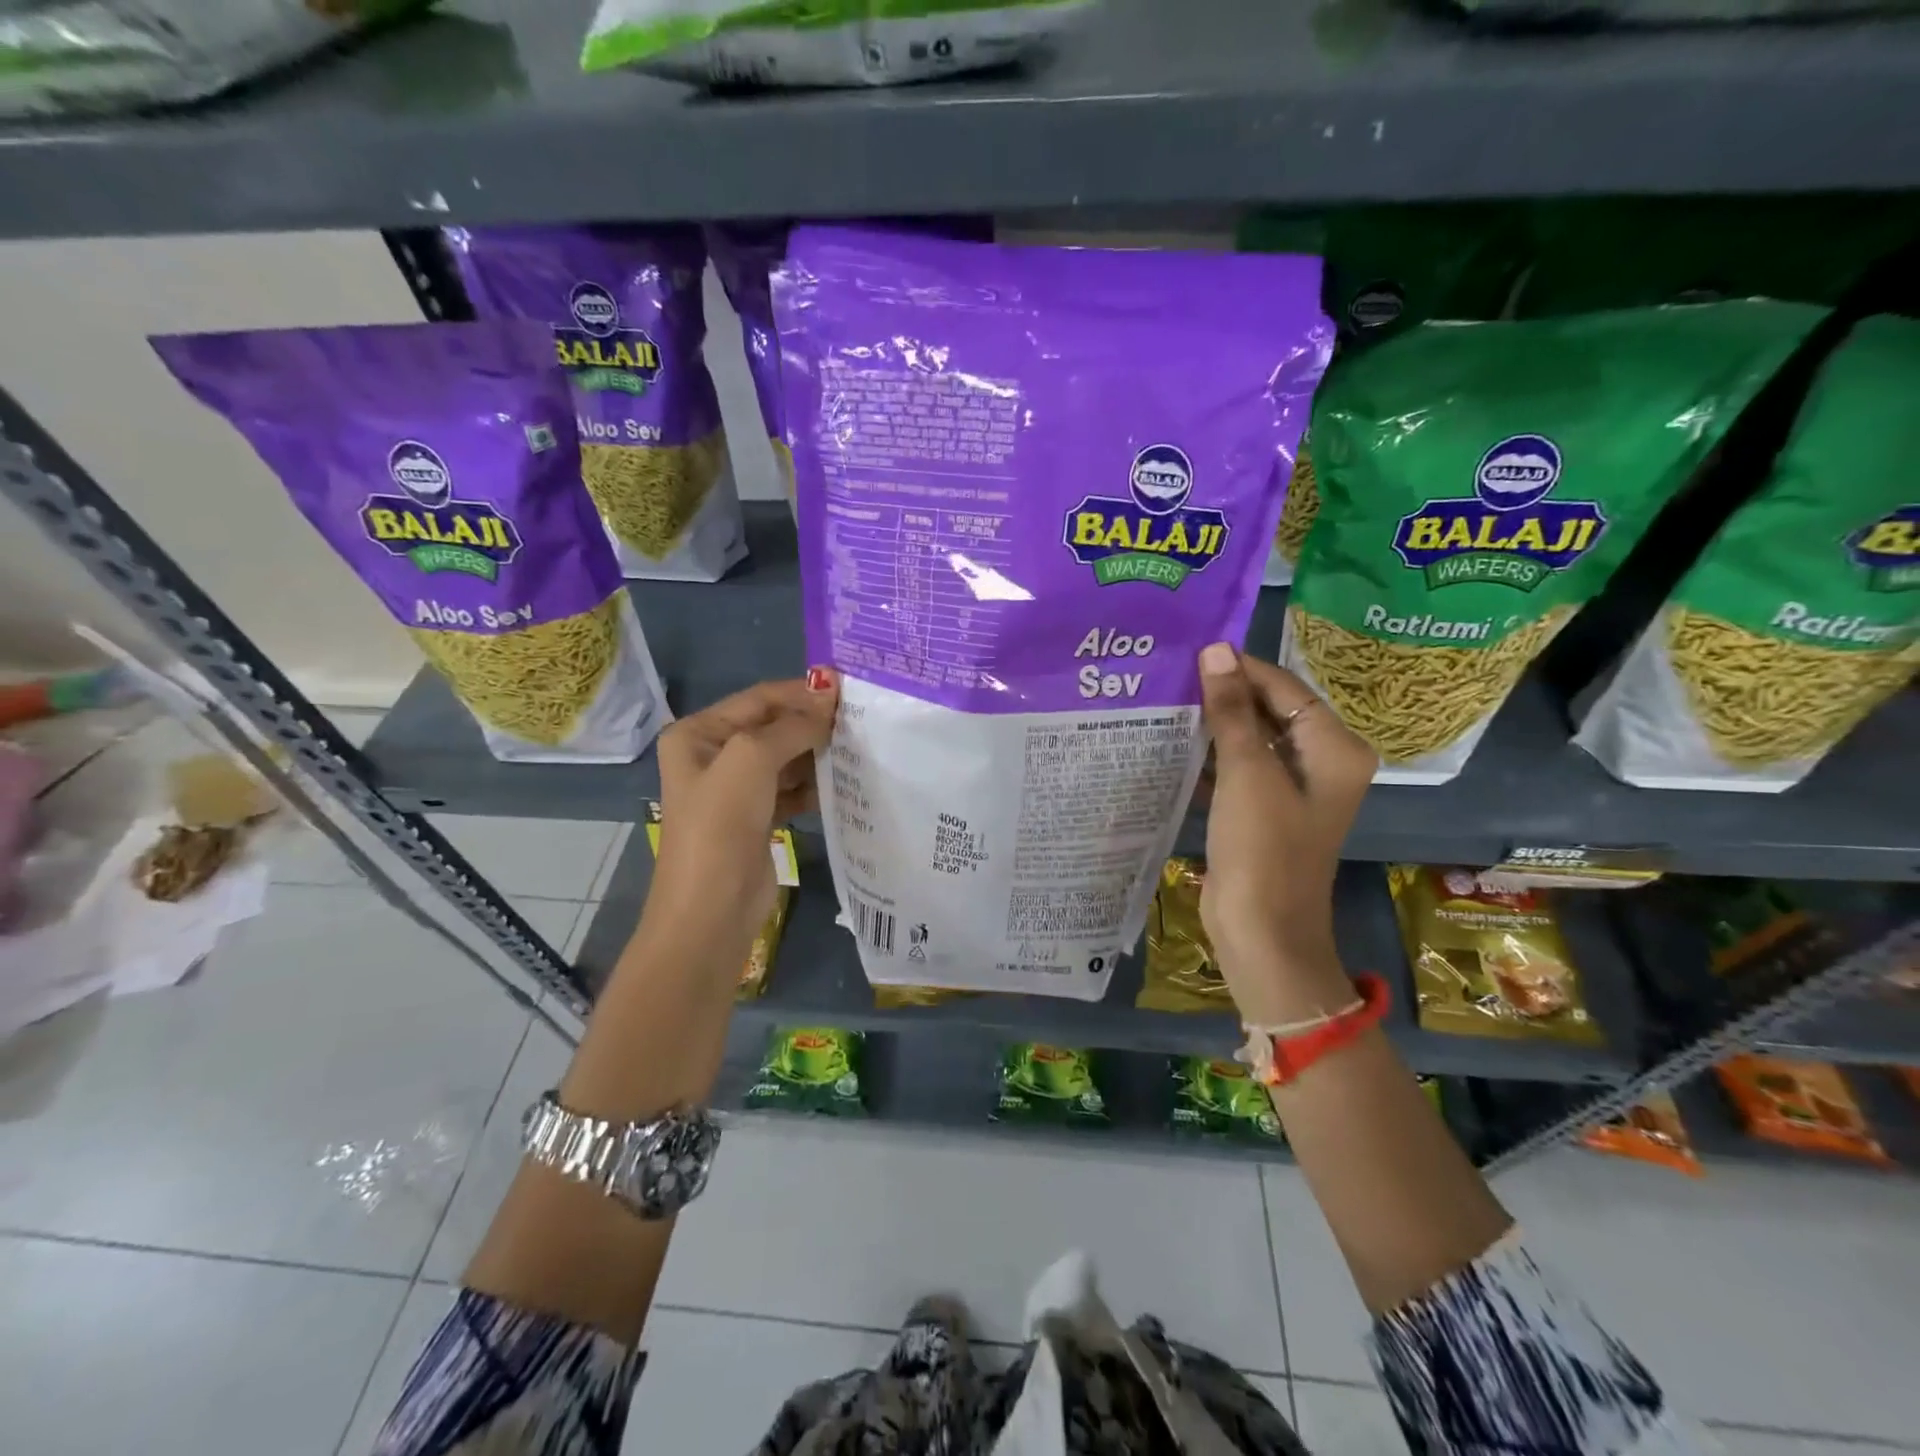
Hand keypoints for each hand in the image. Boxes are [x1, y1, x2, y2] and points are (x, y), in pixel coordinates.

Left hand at [646, 672, 838, 942]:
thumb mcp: (752, 760)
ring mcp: (736, 789)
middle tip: (861, 718)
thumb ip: (792, 725)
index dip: (801, 691)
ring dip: (817, 752)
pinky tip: (845, 780)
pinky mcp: (757, 818)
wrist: (712, 910)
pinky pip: (791, 789)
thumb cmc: (721, 825)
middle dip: (812, 722)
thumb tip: (829, 692)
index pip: (758, 699)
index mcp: (698, 734)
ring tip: (859, 746)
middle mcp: (714, 756)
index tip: (848, 689)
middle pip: (772, 726)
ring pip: (786, 758)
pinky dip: (814, 784)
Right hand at [1196, 644, 1375, 1021]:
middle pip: (1271, 711)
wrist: (1261, 933)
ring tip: (1168, 701)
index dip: (1241, 669)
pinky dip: (1211, 756)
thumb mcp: (1247, 774)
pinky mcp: (1264, 811)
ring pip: (1251, 739)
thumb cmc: (1263, 850)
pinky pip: (1239, 768)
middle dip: (1225, 696)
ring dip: (1214, 725)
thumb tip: (1216, 651)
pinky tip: (1173, 743)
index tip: (1192, 653)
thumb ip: (1232, 711)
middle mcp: (1320, 763)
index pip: (1285, 689)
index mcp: (1334, 749)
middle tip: (1174, 675)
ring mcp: (1292, 789)